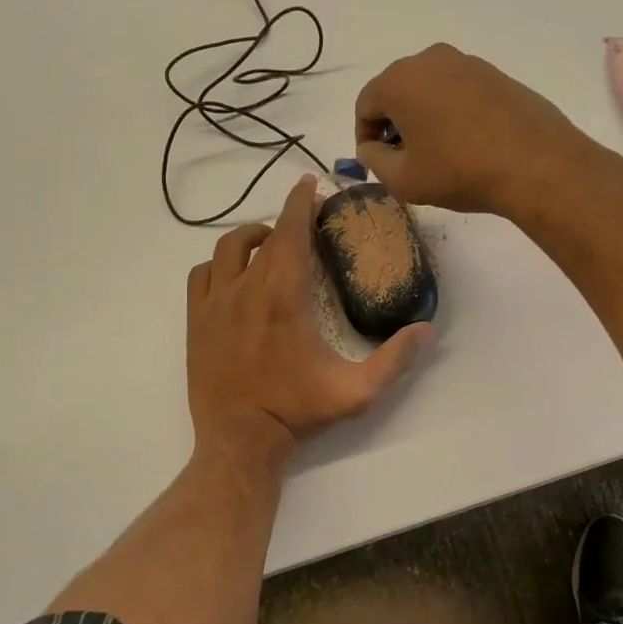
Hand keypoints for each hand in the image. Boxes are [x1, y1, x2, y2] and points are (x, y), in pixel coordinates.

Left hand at [186, 175, 433, 466]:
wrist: (240, 441)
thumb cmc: (298, 411)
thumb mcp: (356, 391)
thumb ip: (395, 359)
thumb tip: (427, 329)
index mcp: (284, 297)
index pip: (291, 233)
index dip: (300, 202)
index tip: (309, 183)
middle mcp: (246, 290)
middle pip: (264, 237)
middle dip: (285, 219)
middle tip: (304, 220)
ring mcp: (215, 304)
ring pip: (227, 249)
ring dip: (250, 238)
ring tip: (268, 242)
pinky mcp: (195, 321)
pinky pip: (201, 275)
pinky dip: (217, 265)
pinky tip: (233, 275)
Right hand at [354, 44, 591, 216]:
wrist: (536, 164)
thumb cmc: (459, 171)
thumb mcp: (403, 179)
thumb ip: (374, 160)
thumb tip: (371, 147)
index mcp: (399, 80)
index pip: (365, 105)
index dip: (364, 137)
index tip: (375, 162)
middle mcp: (430, 60)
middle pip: (397, 92)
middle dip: (393, 124)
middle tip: (403, 159)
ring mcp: (467, 63)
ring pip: (429, 90)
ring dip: (423, 117)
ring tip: (437, 153)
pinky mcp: (496, 74)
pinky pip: (459, 91)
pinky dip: (452, 113)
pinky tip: (466, 143)